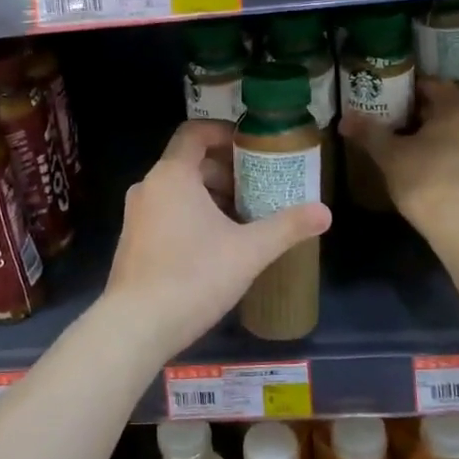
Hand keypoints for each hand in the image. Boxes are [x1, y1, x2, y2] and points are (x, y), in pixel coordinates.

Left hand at [104, 120, 331, 358]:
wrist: (136, 325)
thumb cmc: (193, 277)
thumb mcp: (249, 251)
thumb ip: (287, 227)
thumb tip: (326, 212)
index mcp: (172, 175)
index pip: (195, 132)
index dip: (224, 133)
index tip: (252, 148)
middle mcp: (148, 186)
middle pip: (189, 162)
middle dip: (225, 171)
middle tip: (257, 189)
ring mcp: (136, 214)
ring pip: (177, 190)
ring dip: (210, 195)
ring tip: (243, 218)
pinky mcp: (132, 240)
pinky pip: (165, 212)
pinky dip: (191, 215)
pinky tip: (215, 245)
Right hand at [341, 78, 458, 229]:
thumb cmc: (426, 180)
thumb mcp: (390, 156)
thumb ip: (369, 133)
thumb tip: (345, 118)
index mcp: (456, 109)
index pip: (434, 85)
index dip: (411, 88)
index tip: (390, 96)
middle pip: (447, 110)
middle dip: (421, 114)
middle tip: (393, 123)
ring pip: (458, 134)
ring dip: (436, 138)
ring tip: (409, 150)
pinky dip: (448, 158)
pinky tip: (429, 174)